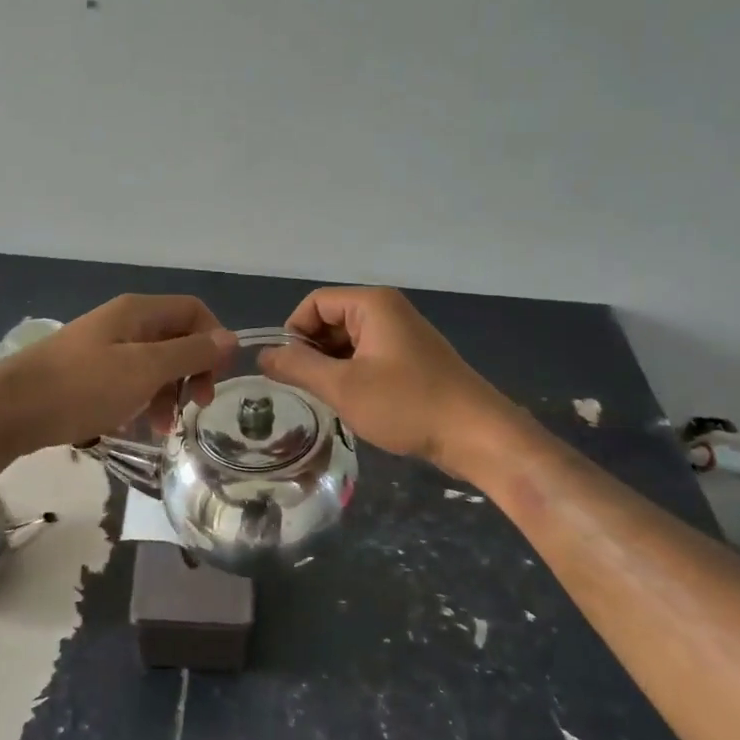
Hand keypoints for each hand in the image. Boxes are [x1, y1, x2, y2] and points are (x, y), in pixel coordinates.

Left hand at [0, 295, 235, 452]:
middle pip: (176, 338)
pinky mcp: (89, 373)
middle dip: (192, 372)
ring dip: (168, 392)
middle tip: (196, 406)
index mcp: (138, 312)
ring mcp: (104, 347)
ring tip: (162, 428)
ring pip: (154, 363)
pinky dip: (141, 399)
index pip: (193, 311)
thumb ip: (190, 354)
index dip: (213, 340)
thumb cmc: (83, 386)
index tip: (217, 380)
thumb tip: (231, 338)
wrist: (11, 409)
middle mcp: (124, 322)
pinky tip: (136, 424)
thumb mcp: (144, 370)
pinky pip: (129, 380)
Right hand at [259, 287, 508, 476]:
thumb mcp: (343, 387)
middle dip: (312, 353)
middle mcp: (387, 311)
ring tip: (330, 401)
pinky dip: (353, 376)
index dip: (294, 333)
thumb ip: (298, 368)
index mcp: (372, 305)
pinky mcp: (411, 360)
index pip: (314, 304)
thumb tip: (262, 356)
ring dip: (332, 368)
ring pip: (347, 343)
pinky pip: (367, 357)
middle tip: (308, 391)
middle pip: (330, 321)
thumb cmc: (407, 405)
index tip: (288, 371)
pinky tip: (354, 404)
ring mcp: (401, 335)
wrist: (476, 435)